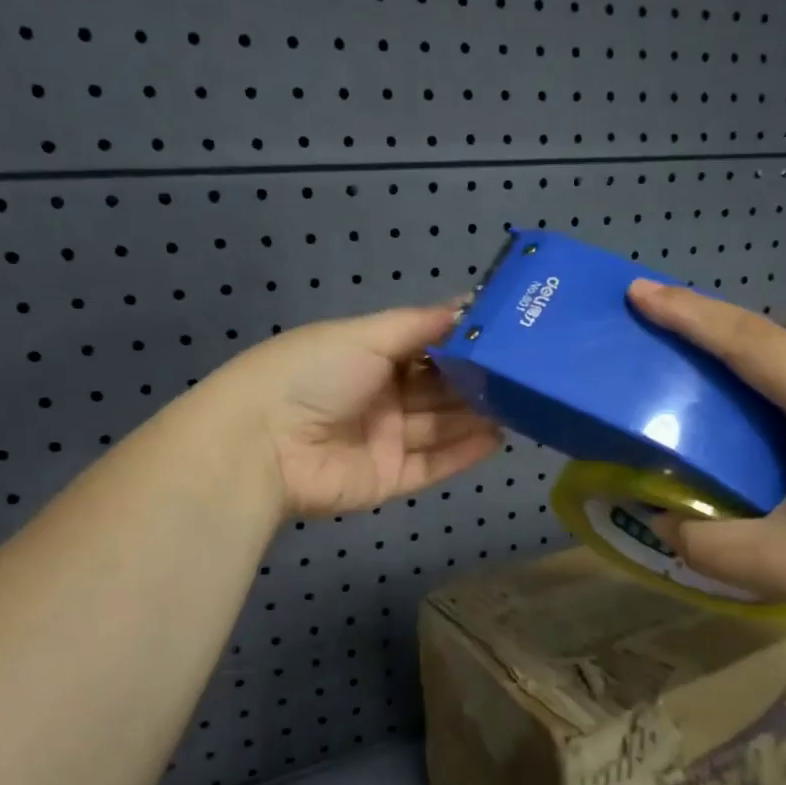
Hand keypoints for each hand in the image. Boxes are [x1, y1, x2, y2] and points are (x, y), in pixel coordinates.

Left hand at [191, 304, 500, 518]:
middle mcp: (378, 398)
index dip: (460, 344)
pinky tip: (497, 439)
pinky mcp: (387, 480)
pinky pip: (432, 466)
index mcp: (367, 357)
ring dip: (475, 418)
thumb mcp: (364, 336)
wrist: (262, 444)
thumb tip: (466, 304)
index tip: (505, 335)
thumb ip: (419, 326)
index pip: (424, 349)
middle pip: (436, 390)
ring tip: (520, 405)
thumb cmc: (312, 374)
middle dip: (474, 383)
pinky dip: (463, 454)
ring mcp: (383, 441)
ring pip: (439, 428)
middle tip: (523, 375)